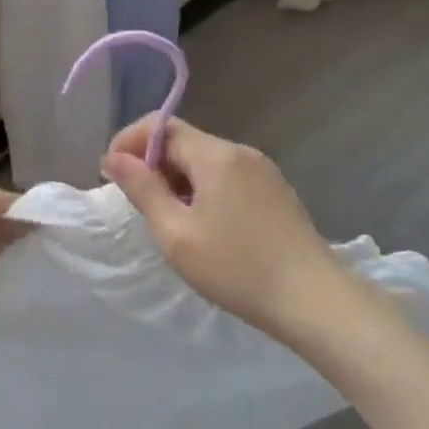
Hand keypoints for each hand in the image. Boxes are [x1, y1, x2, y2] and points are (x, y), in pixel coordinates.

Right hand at [102, 116, 366, 348]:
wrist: (315, 302)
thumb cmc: (237, 268)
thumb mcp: (176, 233)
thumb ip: (142, 189)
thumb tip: (114, 158)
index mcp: (216, 156)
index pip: (161, 126)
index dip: (129, 142)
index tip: (112, 175)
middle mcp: (241, 153)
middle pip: (183, 141)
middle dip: (151, 164)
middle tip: (137, 205)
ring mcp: (263, 172)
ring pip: (204, 161)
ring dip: (176, 180)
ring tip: (168, 220)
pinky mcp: (275, 193)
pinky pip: (226, 177)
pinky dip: (202, 190)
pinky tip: (203, 226)